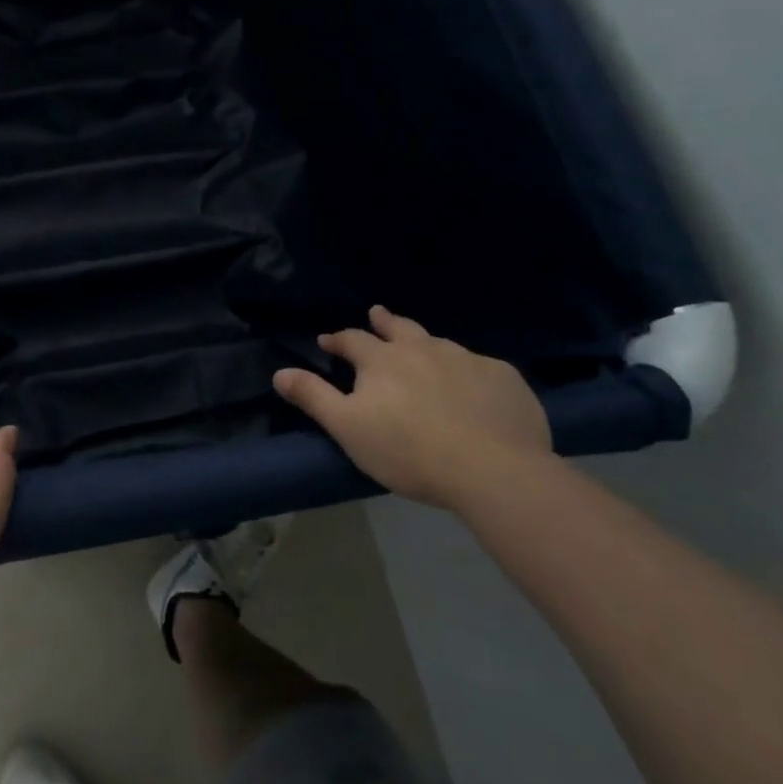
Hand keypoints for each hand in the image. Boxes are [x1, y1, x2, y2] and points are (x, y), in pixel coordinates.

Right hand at [274, 305, 551, 510]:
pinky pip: (480, 367)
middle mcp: (423, 348)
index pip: (352, 340)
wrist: (493, 469)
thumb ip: (313, 397)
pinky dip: (468, 371)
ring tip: (423, 348)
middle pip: (399, 327)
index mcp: (382, 359)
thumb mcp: (348, 428)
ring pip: (439, 343)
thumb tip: (279, 372)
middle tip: (377, 314)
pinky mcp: (503, 377)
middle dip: (384, 322)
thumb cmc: (408, 450)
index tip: (327, 341)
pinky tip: (472, 385)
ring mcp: (467, 359)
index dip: (338, 340)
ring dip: (425, 344)